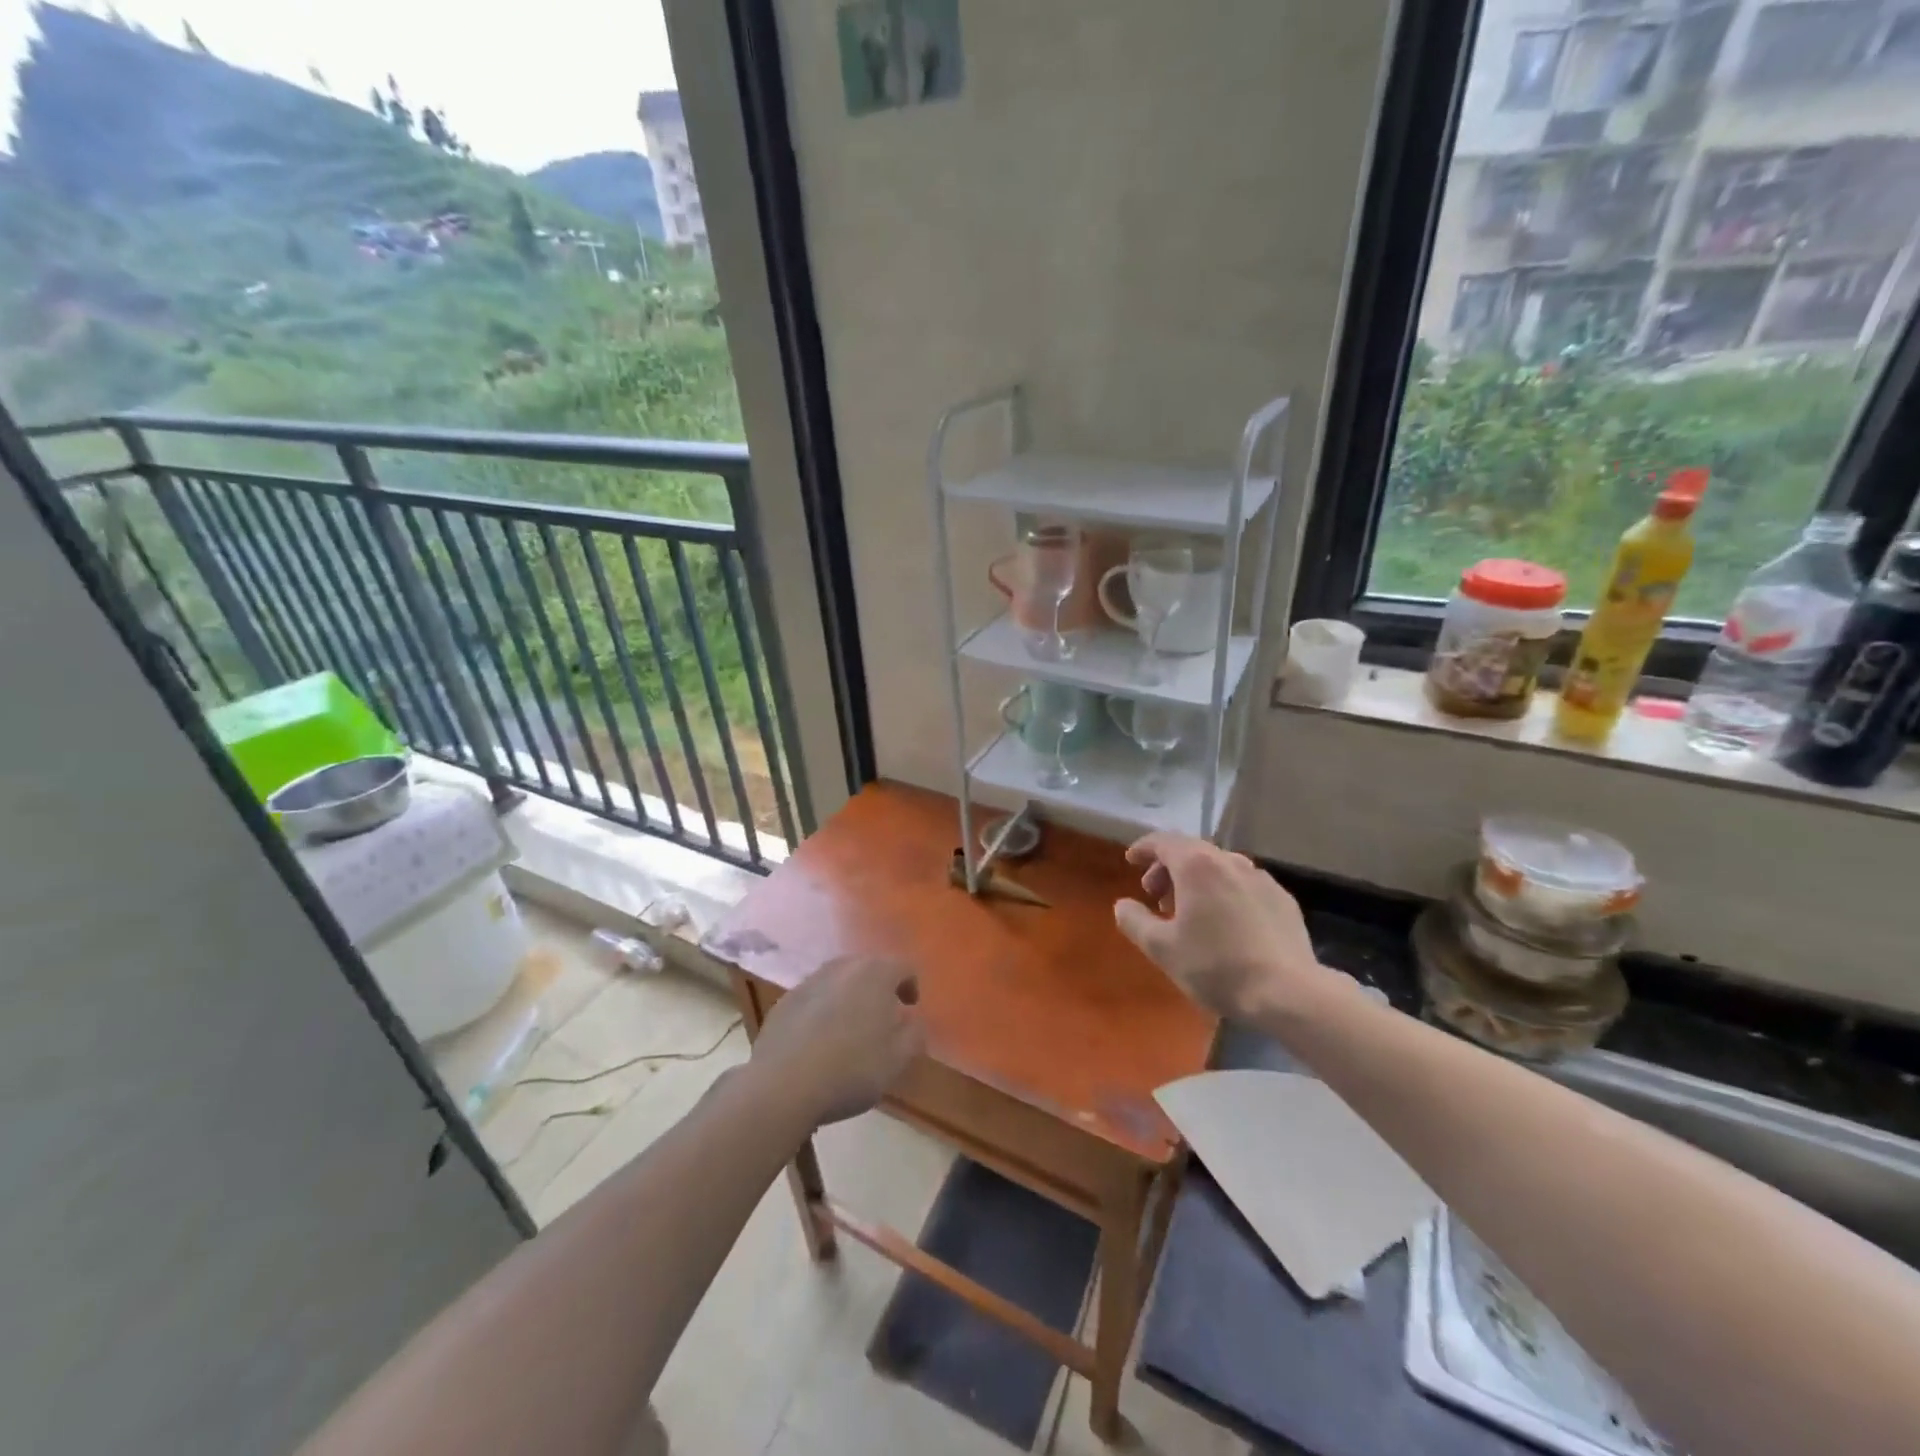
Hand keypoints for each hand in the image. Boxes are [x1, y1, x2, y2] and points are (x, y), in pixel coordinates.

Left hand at [751, 955, 926, 1125]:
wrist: (783, 1085)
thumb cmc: (851, 1069)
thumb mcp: (898, 1059)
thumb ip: (914, 1035)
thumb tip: (913, 1021)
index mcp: (875, 973)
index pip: (904, 967)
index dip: (911, 986)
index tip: (910, 1009)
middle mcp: (842, 967)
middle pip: (869, 968)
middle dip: (879, 989)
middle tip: (883, 1018)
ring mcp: (809, 981)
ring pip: (839, 981)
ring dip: (849, 998)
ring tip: (850, 1030)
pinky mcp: (785, 1001)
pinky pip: (814, 998)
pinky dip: (822, 1011)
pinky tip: (819, 1041)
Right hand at [1113, 832, 1332, 1022]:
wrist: (1288, 992)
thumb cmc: (1216, 966)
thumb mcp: (1162, 948)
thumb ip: (1134, 921)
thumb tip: (1122, 905)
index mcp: (1197, 865)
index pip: (1163, 841)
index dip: (1143, 848)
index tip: (1130, 861)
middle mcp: (1230, 861)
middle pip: (1191, 851)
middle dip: (1168, 868)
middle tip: (1156, 896)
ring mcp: (1261, 878)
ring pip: (1219, 867)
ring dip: (1197, 881)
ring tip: (1189, 911)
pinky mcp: (1282, 899)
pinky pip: (1243, 885)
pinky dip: (1224, 892)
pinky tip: (1225, 923)